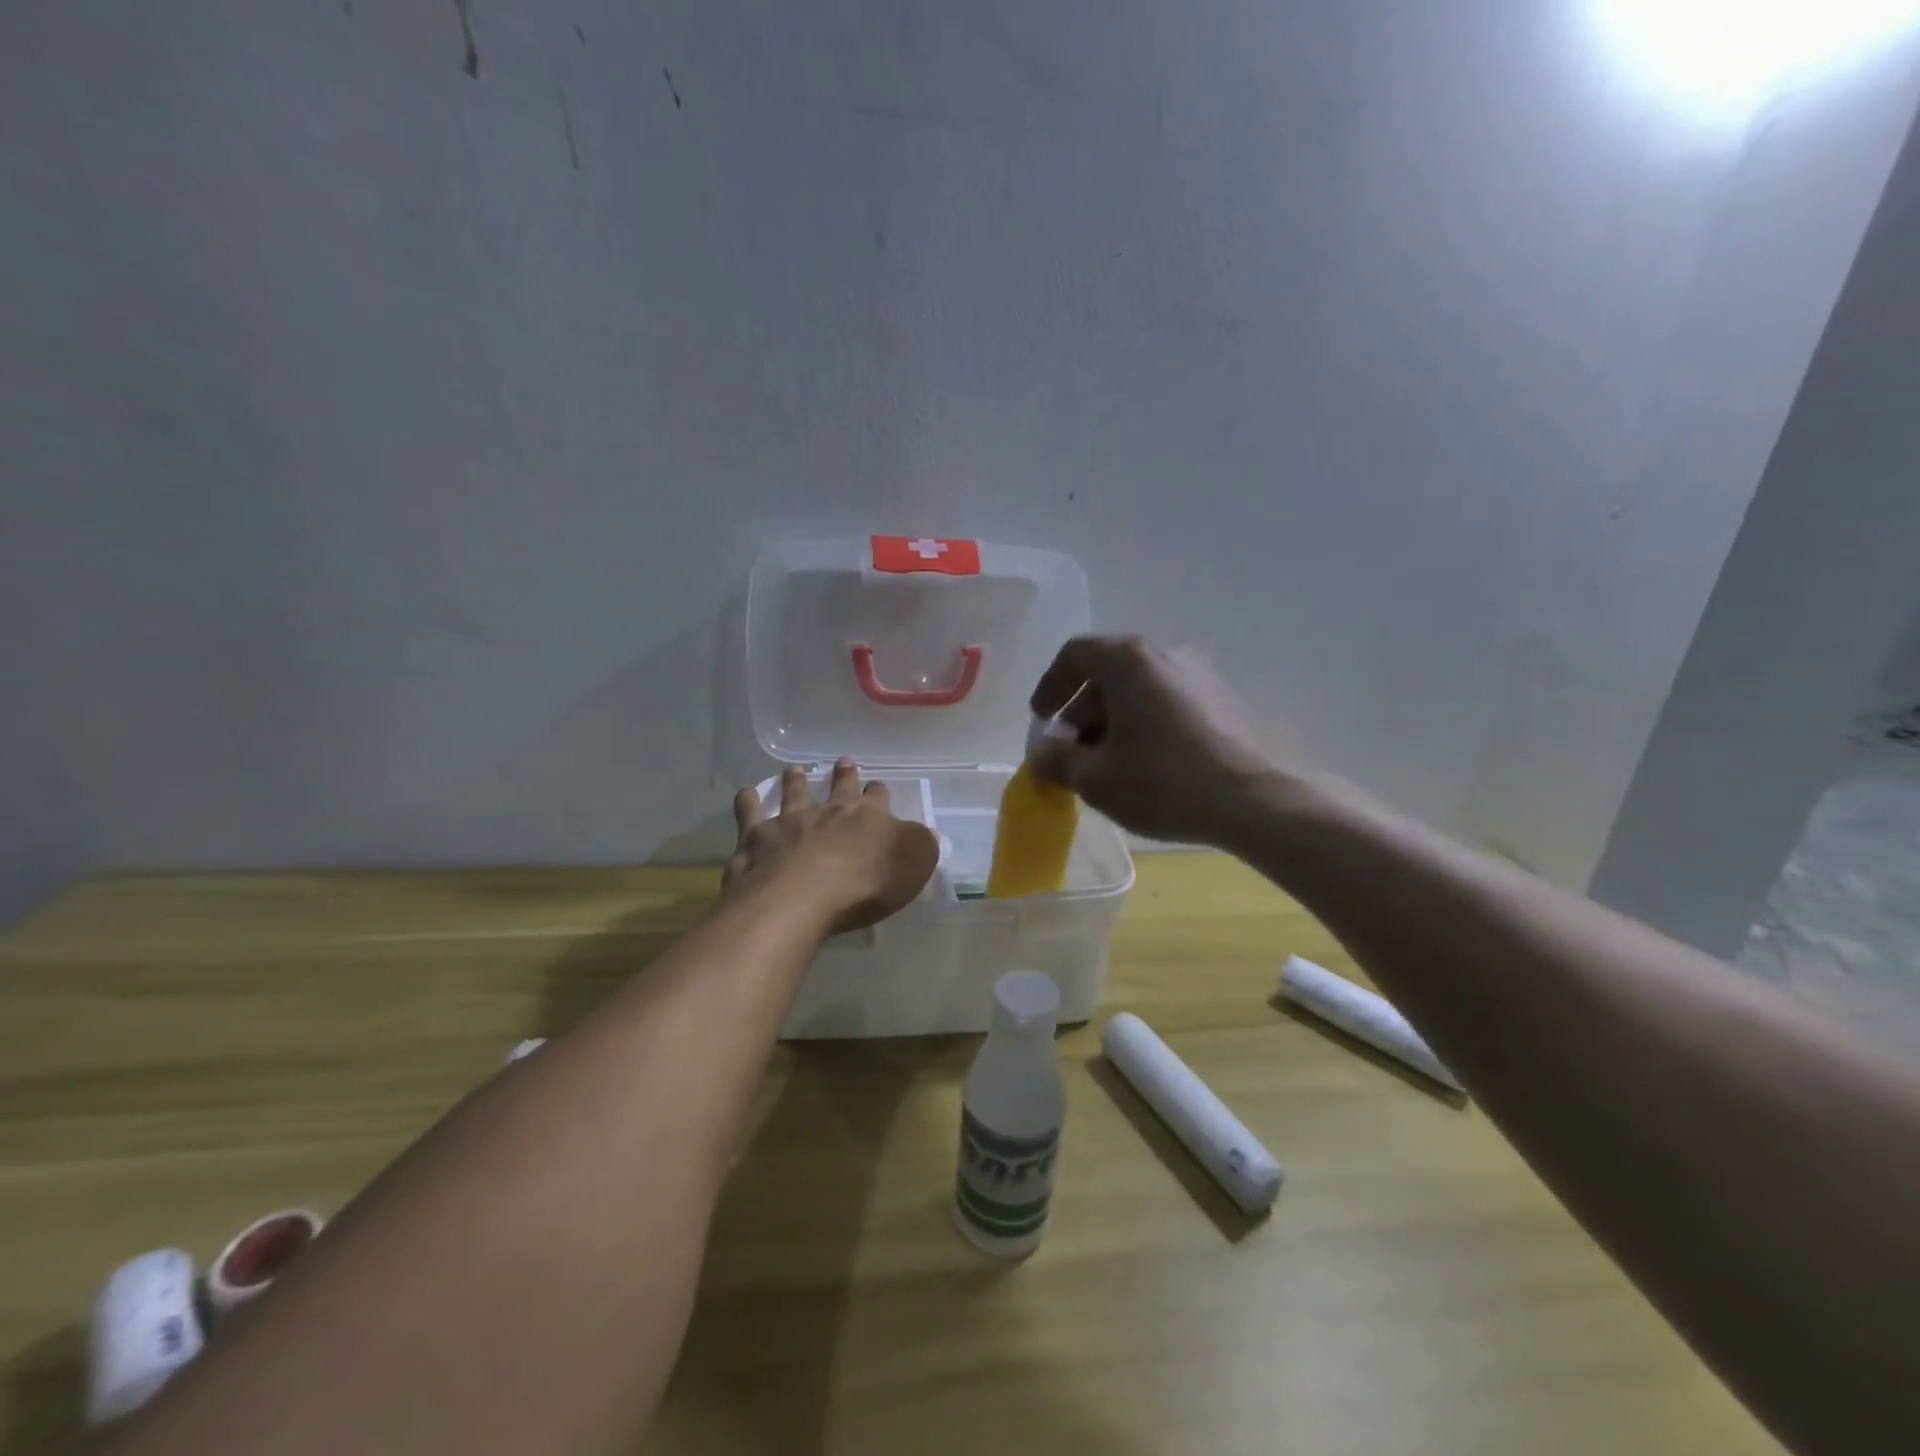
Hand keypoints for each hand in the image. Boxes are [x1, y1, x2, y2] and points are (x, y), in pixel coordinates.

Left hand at [724, 760, 939, 933]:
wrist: (801, 897)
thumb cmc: (865, 885)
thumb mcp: (912, 865)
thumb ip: (921, 845)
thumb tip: (928, 832)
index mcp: (868, 816)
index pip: (878, 797)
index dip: (879, 793)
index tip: (877, 787)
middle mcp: (829, 810)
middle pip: (838, 787)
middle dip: (843, 774)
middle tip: (843, 761)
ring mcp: (790, 821)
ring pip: (793, 792)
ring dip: (795, 780)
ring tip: (793, 769)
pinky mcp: (757, 837)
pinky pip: (750, 812)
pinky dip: (748, 801)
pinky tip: (746, 794)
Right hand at [1029, 636, 1276, 845]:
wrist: (1257, 801)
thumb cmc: (1164, 782)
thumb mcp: (1096, 779)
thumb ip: (1057, 761)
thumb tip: (1043, 755)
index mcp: (1129, 660)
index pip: (1075, 654)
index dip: (1050, 686)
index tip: (1042, 721)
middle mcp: (1166, 653)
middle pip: (1108, 672)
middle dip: (1081, 711)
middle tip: (1071, 751)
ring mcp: (1200, 674)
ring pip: (1139, 689)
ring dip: (1112, 720)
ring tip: (1106, 764)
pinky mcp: (1223, 700)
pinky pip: (1167, 702)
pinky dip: (1144, 724)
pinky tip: (1144, 765)